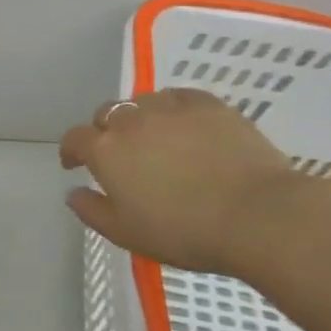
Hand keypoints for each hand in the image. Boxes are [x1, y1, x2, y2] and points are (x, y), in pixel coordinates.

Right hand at [60, 89, 299, 275]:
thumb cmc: (184, 231)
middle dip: (104, 130)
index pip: (75, 139)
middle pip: (106, 113)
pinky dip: (173, 107)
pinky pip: (179, 97)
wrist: (258, 215)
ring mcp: (171, 109)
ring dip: (139, 116)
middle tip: (117, 153)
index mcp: (105, 150)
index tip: (75, 164)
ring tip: (152, 136)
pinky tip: (183, 123)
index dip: (71, 150)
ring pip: (142, 102)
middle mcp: (131, 120)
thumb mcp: (125, 234)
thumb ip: (91, 211)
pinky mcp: (209, 105)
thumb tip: (73, 192)